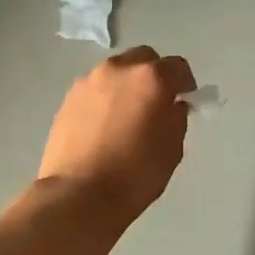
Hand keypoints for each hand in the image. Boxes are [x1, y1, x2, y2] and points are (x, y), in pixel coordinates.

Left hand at [38, 47, 197, 219]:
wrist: (78, 194)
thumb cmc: (135, 174)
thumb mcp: (172, 149)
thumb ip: (177, 118)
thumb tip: (172, 106)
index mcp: (151, 79)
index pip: (178, 67)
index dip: (185, 83)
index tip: (185, 100)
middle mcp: (119, 69)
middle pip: (144, 59)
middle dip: (155, 75)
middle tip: (156, 103)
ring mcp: (90, 80)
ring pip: (117, 72)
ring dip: (128, 84)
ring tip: (127, 115)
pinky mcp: (69, 97)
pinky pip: (96, 88)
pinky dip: (106, 97)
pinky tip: (105, 125)